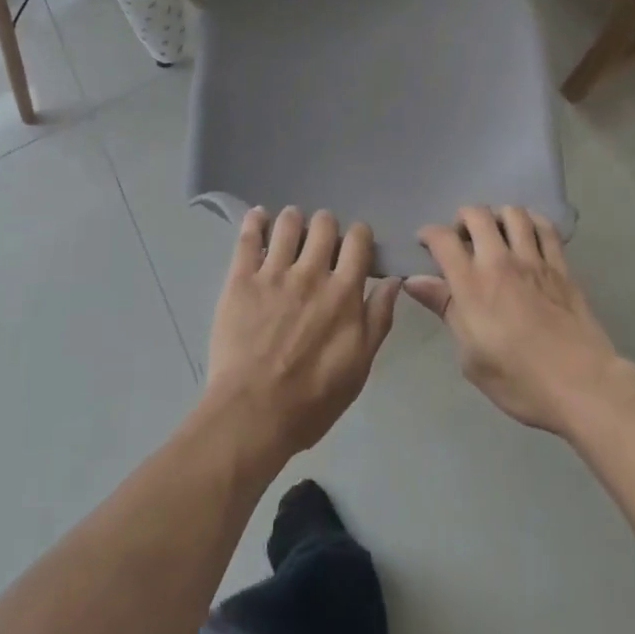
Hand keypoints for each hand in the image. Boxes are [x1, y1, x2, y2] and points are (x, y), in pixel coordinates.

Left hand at [203, 206, 402, 465]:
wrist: (252, 414)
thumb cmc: (312, 399)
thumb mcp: (359, 366)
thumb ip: (378, 318)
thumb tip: (393, 280)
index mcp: (343, 292)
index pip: (358, 238)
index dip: (358, 236)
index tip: (353, 247)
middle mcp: (311, 272)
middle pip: (324, 222)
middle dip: (325, 227)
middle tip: (319, 245)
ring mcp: (273, 272)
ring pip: (288, 221)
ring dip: (293, 221)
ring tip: (289, 233)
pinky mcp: (241, 277)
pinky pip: (248, 235)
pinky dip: (255, 220)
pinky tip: (259, 219)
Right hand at [406, 205, 631, 435]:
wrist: (582, 386)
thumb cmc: (519, 380)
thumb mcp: (471, 357)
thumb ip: (445, 309)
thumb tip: (415, 281)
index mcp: (472, 284)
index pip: (442, 239)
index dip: (428, 233)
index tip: (425, 242)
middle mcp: (500, 261)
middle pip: (476, 214)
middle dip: (463, 218)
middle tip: (463, 238)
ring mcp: (534, 260)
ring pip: (512, 213)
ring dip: (498, 216)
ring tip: (496, 233)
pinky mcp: (561, 266)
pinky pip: (546, 228)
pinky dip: (533, 222)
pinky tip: (529, 234)